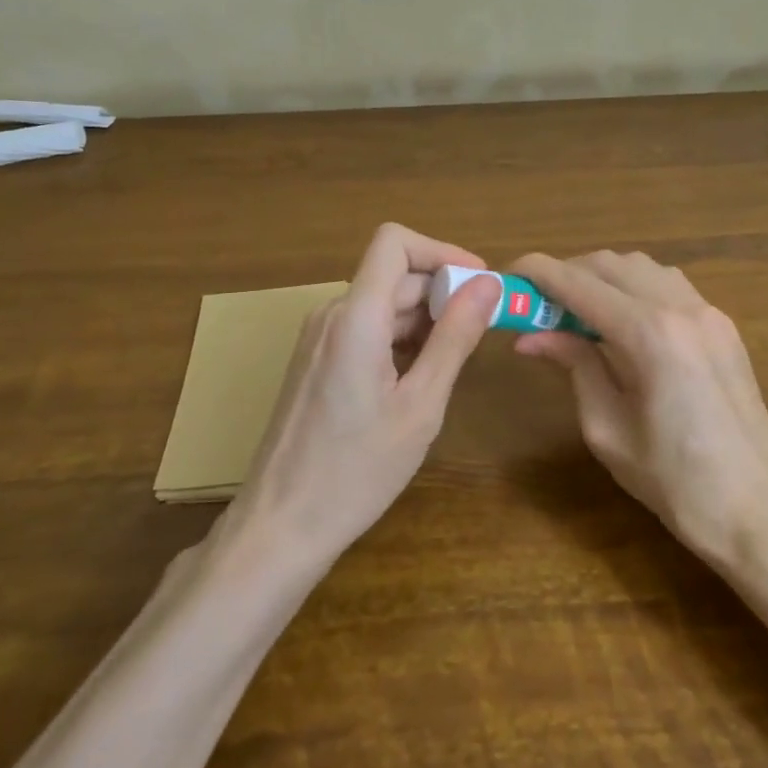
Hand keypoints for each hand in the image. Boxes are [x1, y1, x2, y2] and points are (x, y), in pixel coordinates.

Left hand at [225, 224, 501, 560]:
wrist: (279, 526)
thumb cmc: (356, 471)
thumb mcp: (420, 406)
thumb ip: (454, 338)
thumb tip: (488, 284)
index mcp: (356, 318)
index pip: (395, 242)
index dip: (441, 251)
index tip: (479, 283)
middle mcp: (331, 315)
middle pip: (394, 277)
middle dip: (442, 294)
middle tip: (482, 334)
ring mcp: (318, 339)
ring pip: (381, 305)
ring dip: (423, 320)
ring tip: (453, 364)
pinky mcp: (314, 362)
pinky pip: (364, 330)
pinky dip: (399, 340)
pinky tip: (418, 380)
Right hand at [509, 251, 767, 556]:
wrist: (760, 512)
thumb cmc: (675, 483)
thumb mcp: (607, 428)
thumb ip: (574, 367)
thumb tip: (532, 336)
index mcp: (650, 335)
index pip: (579, 284)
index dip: (538, 273)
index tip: (507, 274)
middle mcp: (682, 308)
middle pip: (611, 264)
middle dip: (568, 273)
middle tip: (537, 305)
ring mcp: (710, 313)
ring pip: (643, 268)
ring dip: (603, 278)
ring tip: (576, 314)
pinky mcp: (723, 327)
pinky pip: (669, 286)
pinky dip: (635, 289)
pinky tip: (621, 325)